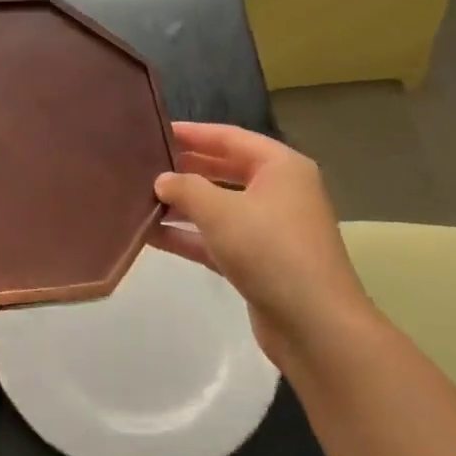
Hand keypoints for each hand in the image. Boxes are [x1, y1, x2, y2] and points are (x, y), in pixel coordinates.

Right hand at [150, 121, 375, 366]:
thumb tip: (162, 180)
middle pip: (224, 170)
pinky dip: (189, 235)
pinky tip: (152, 234)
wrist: (315, 325)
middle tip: (144, 163)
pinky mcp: (259, 262)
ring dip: (183, 204)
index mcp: (281, 167)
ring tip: (140, 197)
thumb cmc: (270, 250)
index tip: (155, 130)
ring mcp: (270, 229)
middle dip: (186, 168)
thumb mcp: (221, 211)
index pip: (230, 137)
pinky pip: (217, 238)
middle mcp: (279, 192)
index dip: (193, 133)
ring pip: (219, 206)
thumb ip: (185, 188)